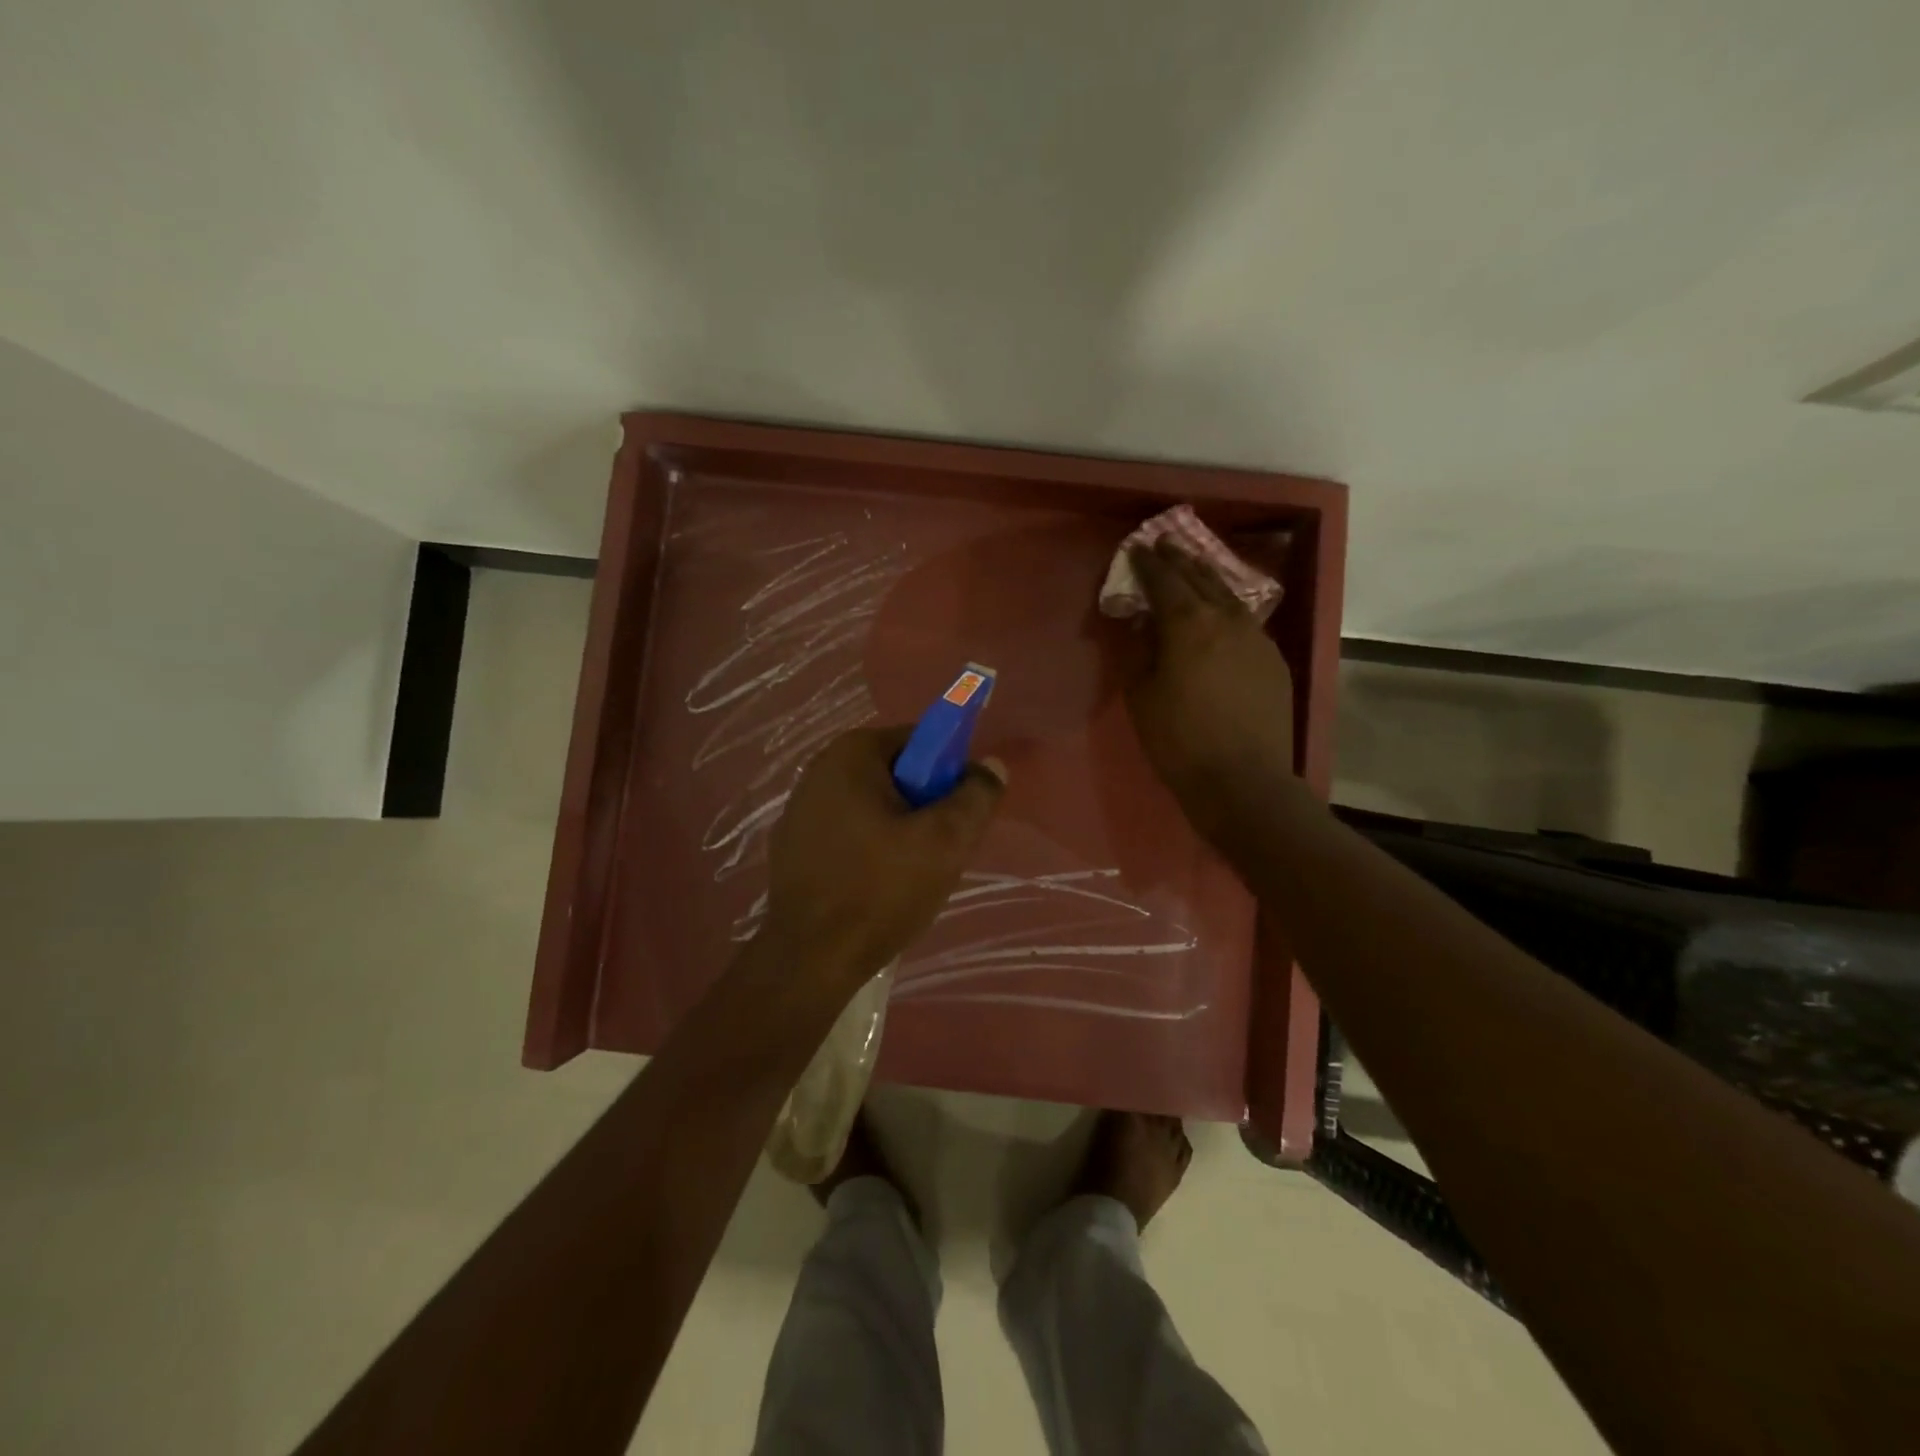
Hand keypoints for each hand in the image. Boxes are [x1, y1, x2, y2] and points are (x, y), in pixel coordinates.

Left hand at [763, 726, 1006, 987]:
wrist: (810, 960)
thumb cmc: (881, 890)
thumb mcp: (946, 841)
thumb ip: (976, 795)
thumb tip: (991, 765)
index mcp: (850, 754)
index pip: (920, 740)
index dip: (949, 772)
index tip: (959, 814)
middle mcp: (818, 771)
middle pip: (895, 774)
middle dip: (924, 805)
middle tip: (941, 849)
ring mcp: (798, 810)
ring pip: (872, 806)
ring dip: (899, 830)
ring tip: (911, 874)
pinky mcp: (791, 847)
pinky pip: (847, 832)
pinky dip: (868, 848)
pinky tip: (876, 887)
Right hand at [1122, 538, 1296, 848]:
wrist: (1243, 780)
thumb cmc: (1178, 740)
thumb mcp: (1141, 695)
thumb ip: (1138, 650)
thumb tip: (1139, 622)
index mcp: (1188, 623)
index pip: (1164, 580)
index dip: (1147, 563)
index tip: (1136, 549)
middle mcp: (1227, 619)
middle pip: (1200, 578)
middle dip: (1179, 560)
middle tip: (1163, 544)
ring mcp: (1257, 638)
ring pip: (1229, 595)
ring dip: (1208, 578)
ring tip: (1194, 568)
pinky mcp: (1274, 660)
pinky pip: (1246, 621)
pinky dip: (1228, 608)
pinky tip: (1223, 614)